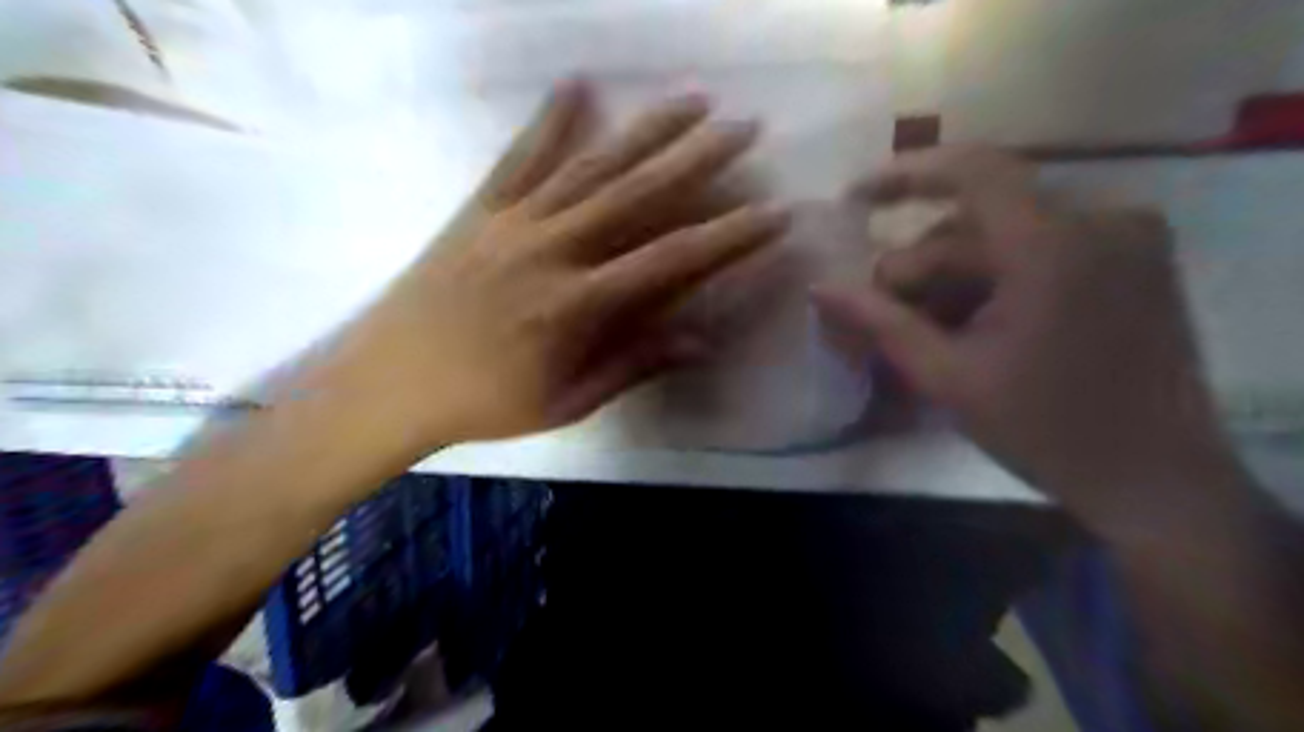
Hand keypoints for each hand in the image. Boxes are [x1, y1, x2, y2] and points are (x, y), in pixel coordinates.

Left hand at [310, 77, 787, 444]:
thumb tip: (700, 340)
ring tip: (690, 99)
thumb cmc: (484, 404)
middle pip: (638, 195)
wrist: (387, 383)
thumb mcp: (567, 401)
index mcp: (578, 305)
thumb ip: (633, 364)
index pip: (672, 261)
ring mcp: (514, 222)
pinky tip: (577, 84)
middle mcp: (553, 250)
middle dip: (699, 159)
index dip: (729, 238)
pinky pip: (520, 157)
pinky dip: (549, 119)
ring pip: (591, 165)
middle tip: (744, 128)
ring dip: (645, 130)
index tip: (774, 214)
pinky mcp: (481, 210)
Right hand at [818, 146, 1233, 526]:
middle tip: (885, 315)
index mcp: (1054, 248)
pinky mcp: (1136, 258)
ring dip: (954, 277)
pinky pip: (1040, 247)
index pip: (973, 172)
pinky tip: (973, 323)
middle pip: (977, 221)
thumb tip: (820, 287)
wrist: (1154, 478)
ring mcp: (1125, 238)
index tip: (855, 199)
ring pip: (1004, 236)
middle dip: (921, 265)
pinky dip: (994, 277)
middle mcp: (1099, 221)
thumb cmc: (1045, 430)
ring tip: (928, 329)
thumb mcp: (947, 377)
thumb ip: (880, 322)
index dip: (905, 175)